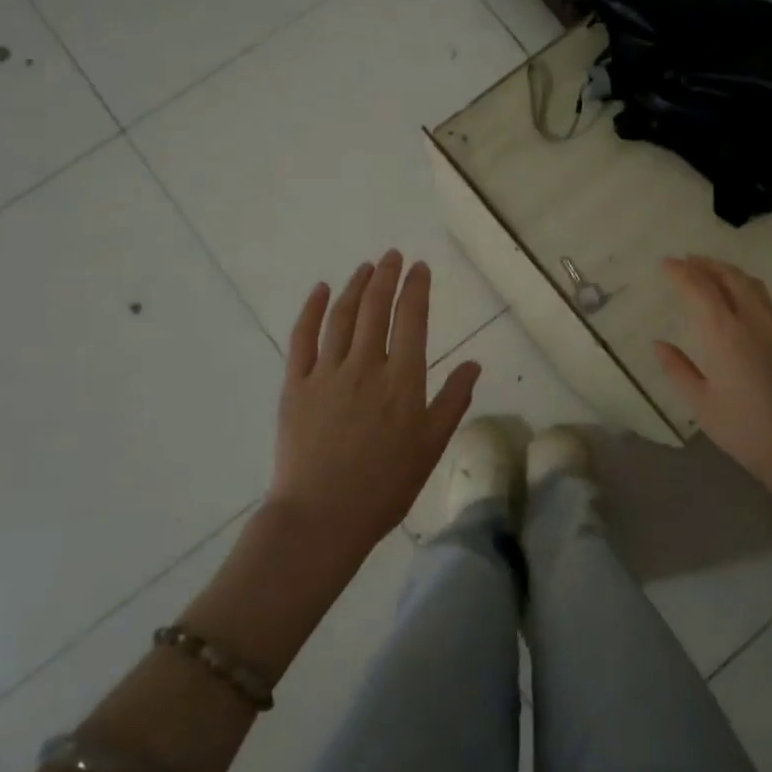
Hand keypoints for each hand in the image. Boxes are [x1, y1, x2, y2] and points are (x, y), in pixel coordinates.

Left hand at [271, 252, 480, 558]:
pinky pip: (303, 337)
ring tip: (365, 267)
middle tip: (392, 255)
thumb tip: (475, 362)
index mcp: (403, 380)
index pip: (412, 319)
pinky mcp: (295, 384)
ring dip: (355, 286)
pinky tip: (321, 290)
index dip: (416, 288)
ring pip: (342, 316)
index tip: (419, 267)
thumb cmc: (385, 486)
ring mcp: (327, 372)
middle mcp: (366, 366)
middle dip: (387, 276)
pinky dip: (312, 309)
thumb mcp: (431, 446)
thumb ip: (453, 400)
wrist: (322, 516)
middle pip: (377, 308)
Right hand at [653, 256, 771, 512]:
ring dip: (727, 271)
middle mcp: (752, 321)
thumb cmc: (747, 432)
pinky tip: (736, 297)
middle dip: (705, 264)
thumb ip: (678, 370)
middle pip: (729, 277)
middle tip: (685, 260)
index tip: (666, 263)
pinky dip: (744, 285)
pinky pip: (764, 298)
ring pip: (750, 284)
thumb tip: (659, 344)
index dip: (681, 272)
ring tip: (709, 270)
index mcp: (725, 335)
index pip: (700, 289)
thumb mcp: (702, 405)